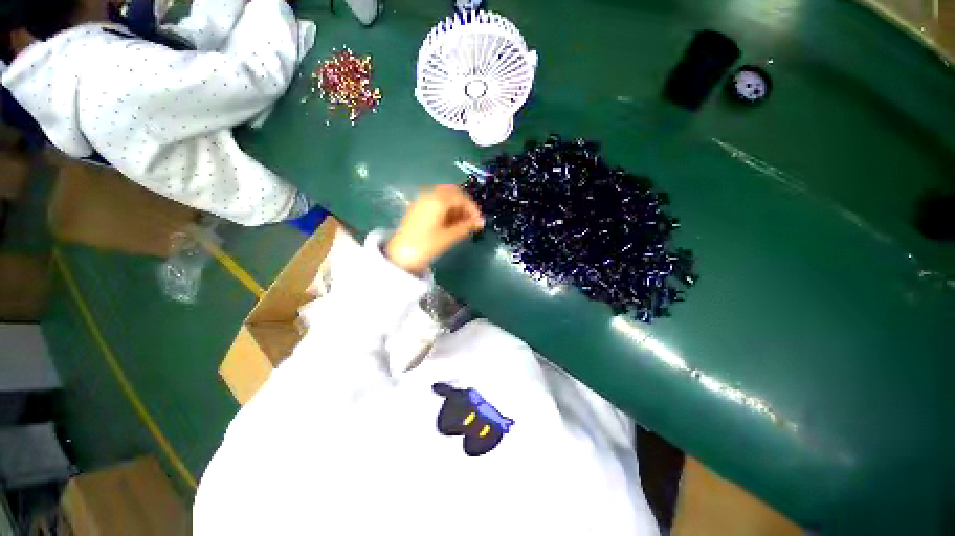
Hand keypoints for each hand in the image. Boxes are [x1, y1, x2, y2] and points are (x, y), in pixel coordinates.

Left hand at [385, 185, 484, 274]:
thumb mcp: (449, 236)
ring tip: (463, 224)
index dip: (473, 208)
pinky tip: (450, 223)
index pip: (461, 197)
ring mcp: (421, 201)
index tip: (479, 221)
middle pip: (453, 194)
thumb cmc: (427, 245)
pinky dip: (446, 210)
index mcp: (438, 200)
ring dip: (456, 208)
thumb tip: (480, 222)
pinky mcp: (417, 208)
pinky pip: (436, 203)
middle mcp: (429, 195)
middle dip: (464, 206)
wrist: (400, 255)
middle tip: (472, 221)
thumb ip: (467, 226)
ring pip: (444, 198)